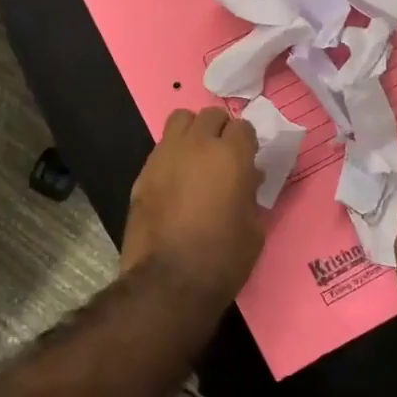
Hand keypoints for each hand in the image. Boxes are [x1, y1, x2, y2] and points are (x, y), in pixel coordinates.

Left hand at [120, 107, 264, 302]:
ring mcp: (165, 155)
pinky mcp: (143, 172)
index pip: (244, 127)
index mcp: (231, 155)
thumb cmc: (223, 258)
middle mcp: (197, 145)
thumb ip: (251, 193)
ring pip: (180, 120)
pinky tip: (176, 180)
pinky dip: (172, 155)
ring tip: (197, 157)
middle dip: (221, 130)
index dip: (247, 143)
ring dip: (193, 132)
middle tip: (224, 155)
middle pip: (211, 115)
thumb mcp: (254, 228)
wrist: (168, 280)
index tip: (249, 160)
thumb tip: (247, 179)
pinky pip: (161, 148)